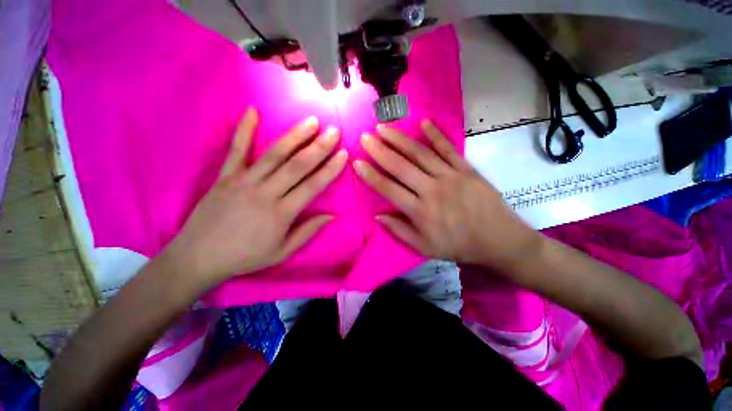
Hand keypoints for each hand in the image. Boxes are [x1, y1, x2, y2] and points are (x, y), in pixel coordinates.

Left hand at [166, 108, 347, 289]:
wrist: (198, 257)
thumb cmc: (245, 257)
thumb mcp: (282, 252)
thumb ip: (308, 231)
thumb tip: (331, 215)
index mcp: (281, 213)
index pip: (313, 185)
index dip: (330, 169)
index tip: (343, 154)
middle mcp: (265, 193)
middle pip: (297, 165)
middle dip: (319, 147)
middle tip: (334, 131)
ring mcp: (243, 181)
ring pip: (274, 154)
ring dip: (295, 136)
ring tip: (311, 121)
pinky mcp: (225, 176)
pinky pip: (236, 150)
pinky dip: (244, 130)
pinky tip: (253, 111)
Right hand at [353, 120, 542, 272]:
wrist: (499, 240)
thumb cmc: (458, 246)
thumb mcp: (424, 248)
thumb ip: (399, 231)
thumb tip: (378, 216)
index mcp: (420, 211)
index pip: (388, 189)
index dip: (371, 175)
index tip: (357, 162)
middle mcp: (431, 190)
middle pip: (400, 166)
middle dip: (379, 151)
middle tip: (365, 138)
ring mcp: (450, 176)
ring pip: (420, 154)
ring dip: (399, 139)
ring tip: (383, 128)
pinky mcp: (466, 169)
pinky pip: (448, 149)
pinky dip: (435, 135)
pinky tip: (423, 123)